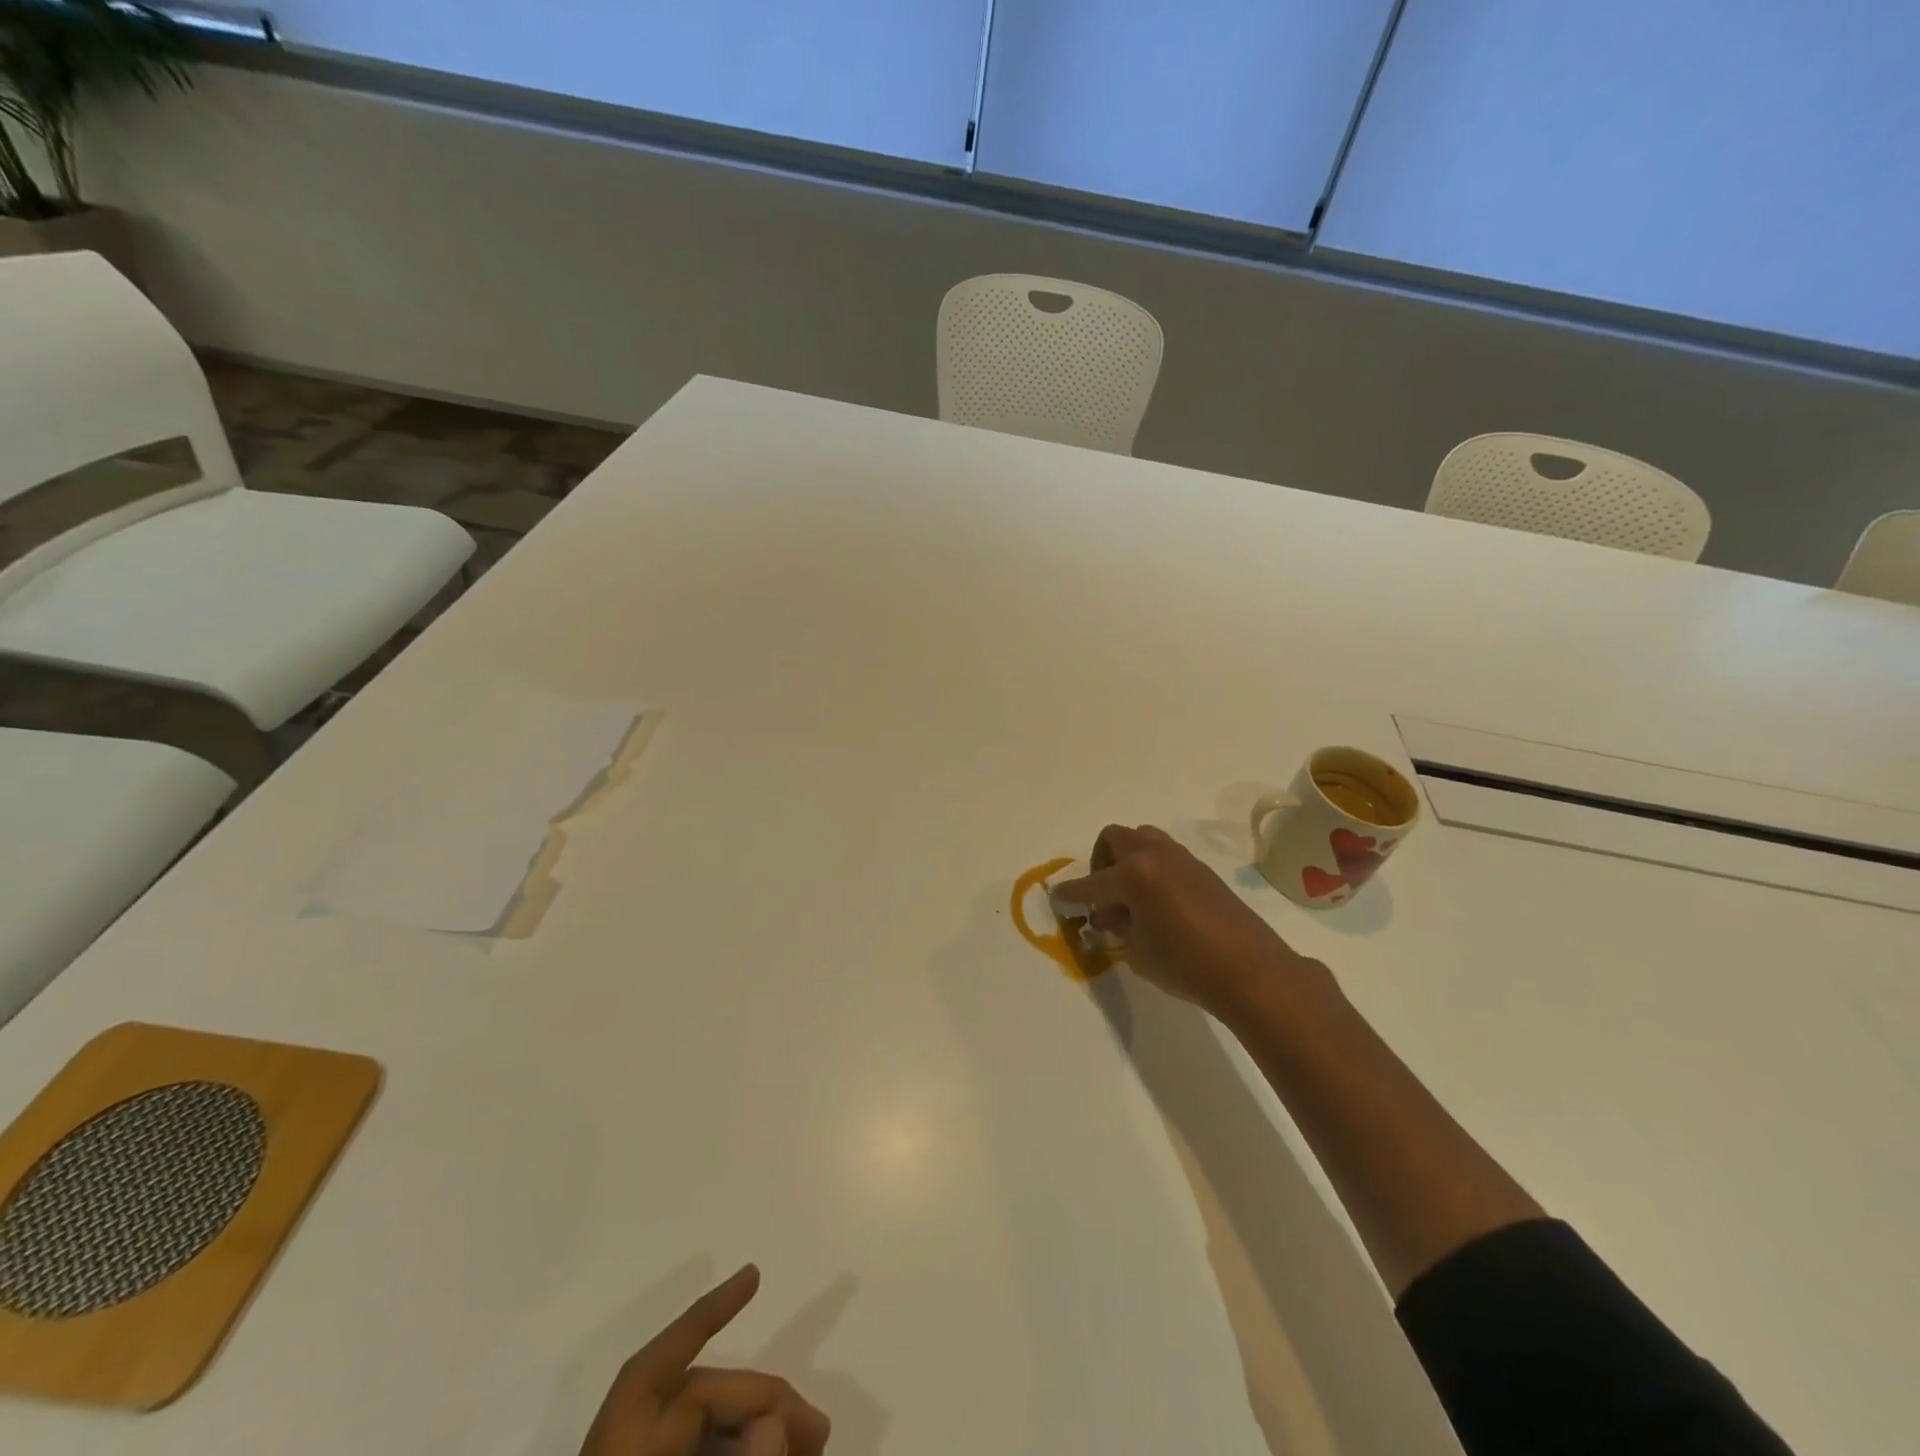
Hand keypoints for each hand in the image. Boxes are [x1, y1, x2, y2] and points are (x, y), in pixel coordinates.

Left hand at [579, 1265, 829, 1455]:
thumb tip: (777, 1422)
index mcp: (626, 1438)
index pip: (671, 1361)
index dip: (712, 1312)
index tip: (755, 1275)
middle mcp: (624, 1444)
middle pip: (702, 1397)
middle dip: (764, 1403)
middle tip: (819, 1435)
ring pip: (705, 1430)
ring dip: (756, 1431)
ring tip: (805, 1451)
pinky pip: (696, 1452)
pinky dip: (732, 1448)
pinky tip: (768, 1454)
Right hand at [1051, 825, 1326, 1019]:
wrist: (1251, 970)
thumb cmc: (1186, 964)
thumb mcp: (1138, 950)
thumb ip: (1117, 927)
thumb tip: (1109, 916)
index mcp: (1133, 874)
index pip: (1090, 883)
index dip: (1070, 893)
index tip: (1058, 898)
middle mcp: (1154, 856)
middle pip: (1114, 838)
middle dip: (1101, 862)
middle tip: (1103, 895)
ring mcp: (1181, 858)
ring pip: (1143, 839)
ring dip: (1128, 860)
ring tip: (1131, 897)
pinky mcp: (1201, 869)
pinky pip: (1165, 856)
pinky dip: (1152, 870)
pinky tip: (1158, 904)